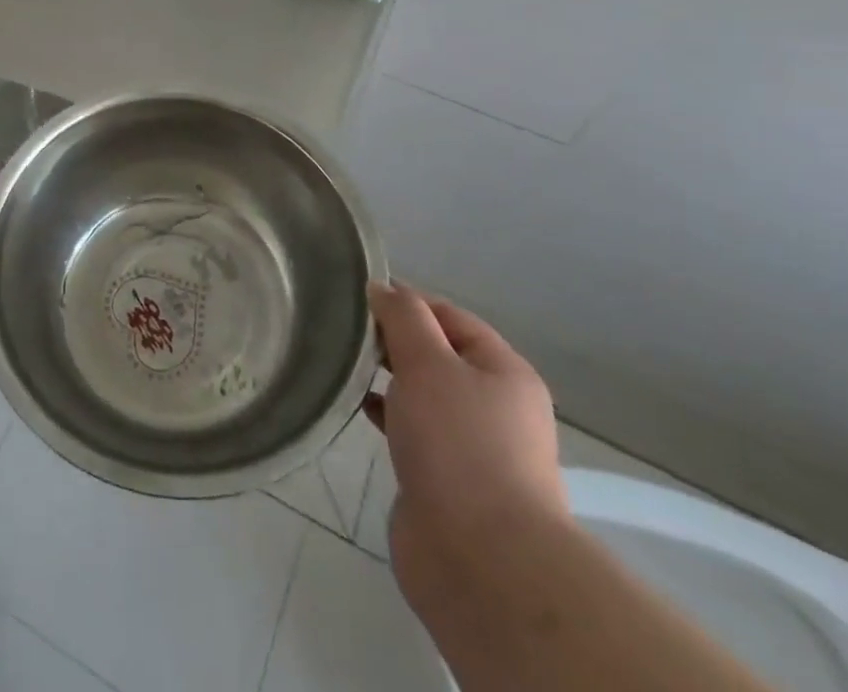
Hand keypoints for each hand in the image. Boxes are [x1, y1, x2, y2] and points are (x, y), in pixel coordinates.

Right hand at [361, 282, 566, 593]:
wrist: (481, 560)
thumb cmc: (459, 444)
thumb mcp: (429, 362)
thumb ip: (403, 318)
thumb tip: (382, 288)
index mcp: (504, 371)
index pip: (450, 316)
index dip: (407, 300)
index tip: (359, 294)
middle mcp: (494, 406)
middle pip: (437, 354)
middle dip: (393, 339)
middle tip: (345, 327)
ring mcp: (472, 447)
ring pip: (422, 394)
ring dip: (387, 377)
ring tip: (343, 362)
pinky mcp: (447, 481)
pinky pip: (412, 430)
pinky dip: (386, 413)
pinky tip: (356, 406)